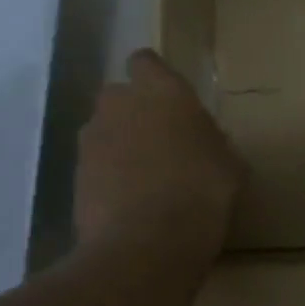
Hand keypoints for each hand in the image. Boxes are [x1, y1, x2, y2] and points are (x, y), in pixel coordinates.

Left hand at [75, 50, 241, 262]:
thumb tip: (203, 142)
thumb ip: (212, 141)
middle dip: (135, 111)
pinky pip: (95, 165)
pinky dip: (108, 176)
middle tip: (162, 140)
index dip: (155, 76)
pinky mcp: (74, 175)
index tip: (171, 99)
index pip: (146, 61)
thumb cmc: (202, 192)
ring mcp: (91, 140)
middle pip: (120, 95)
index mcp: (162, 90)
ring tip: (146, 177)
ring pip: (104, 130)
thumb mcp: (230, 165)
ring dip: (120, 145)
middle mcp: (119, 104)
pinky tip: (130, 202)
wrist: (146, 244)